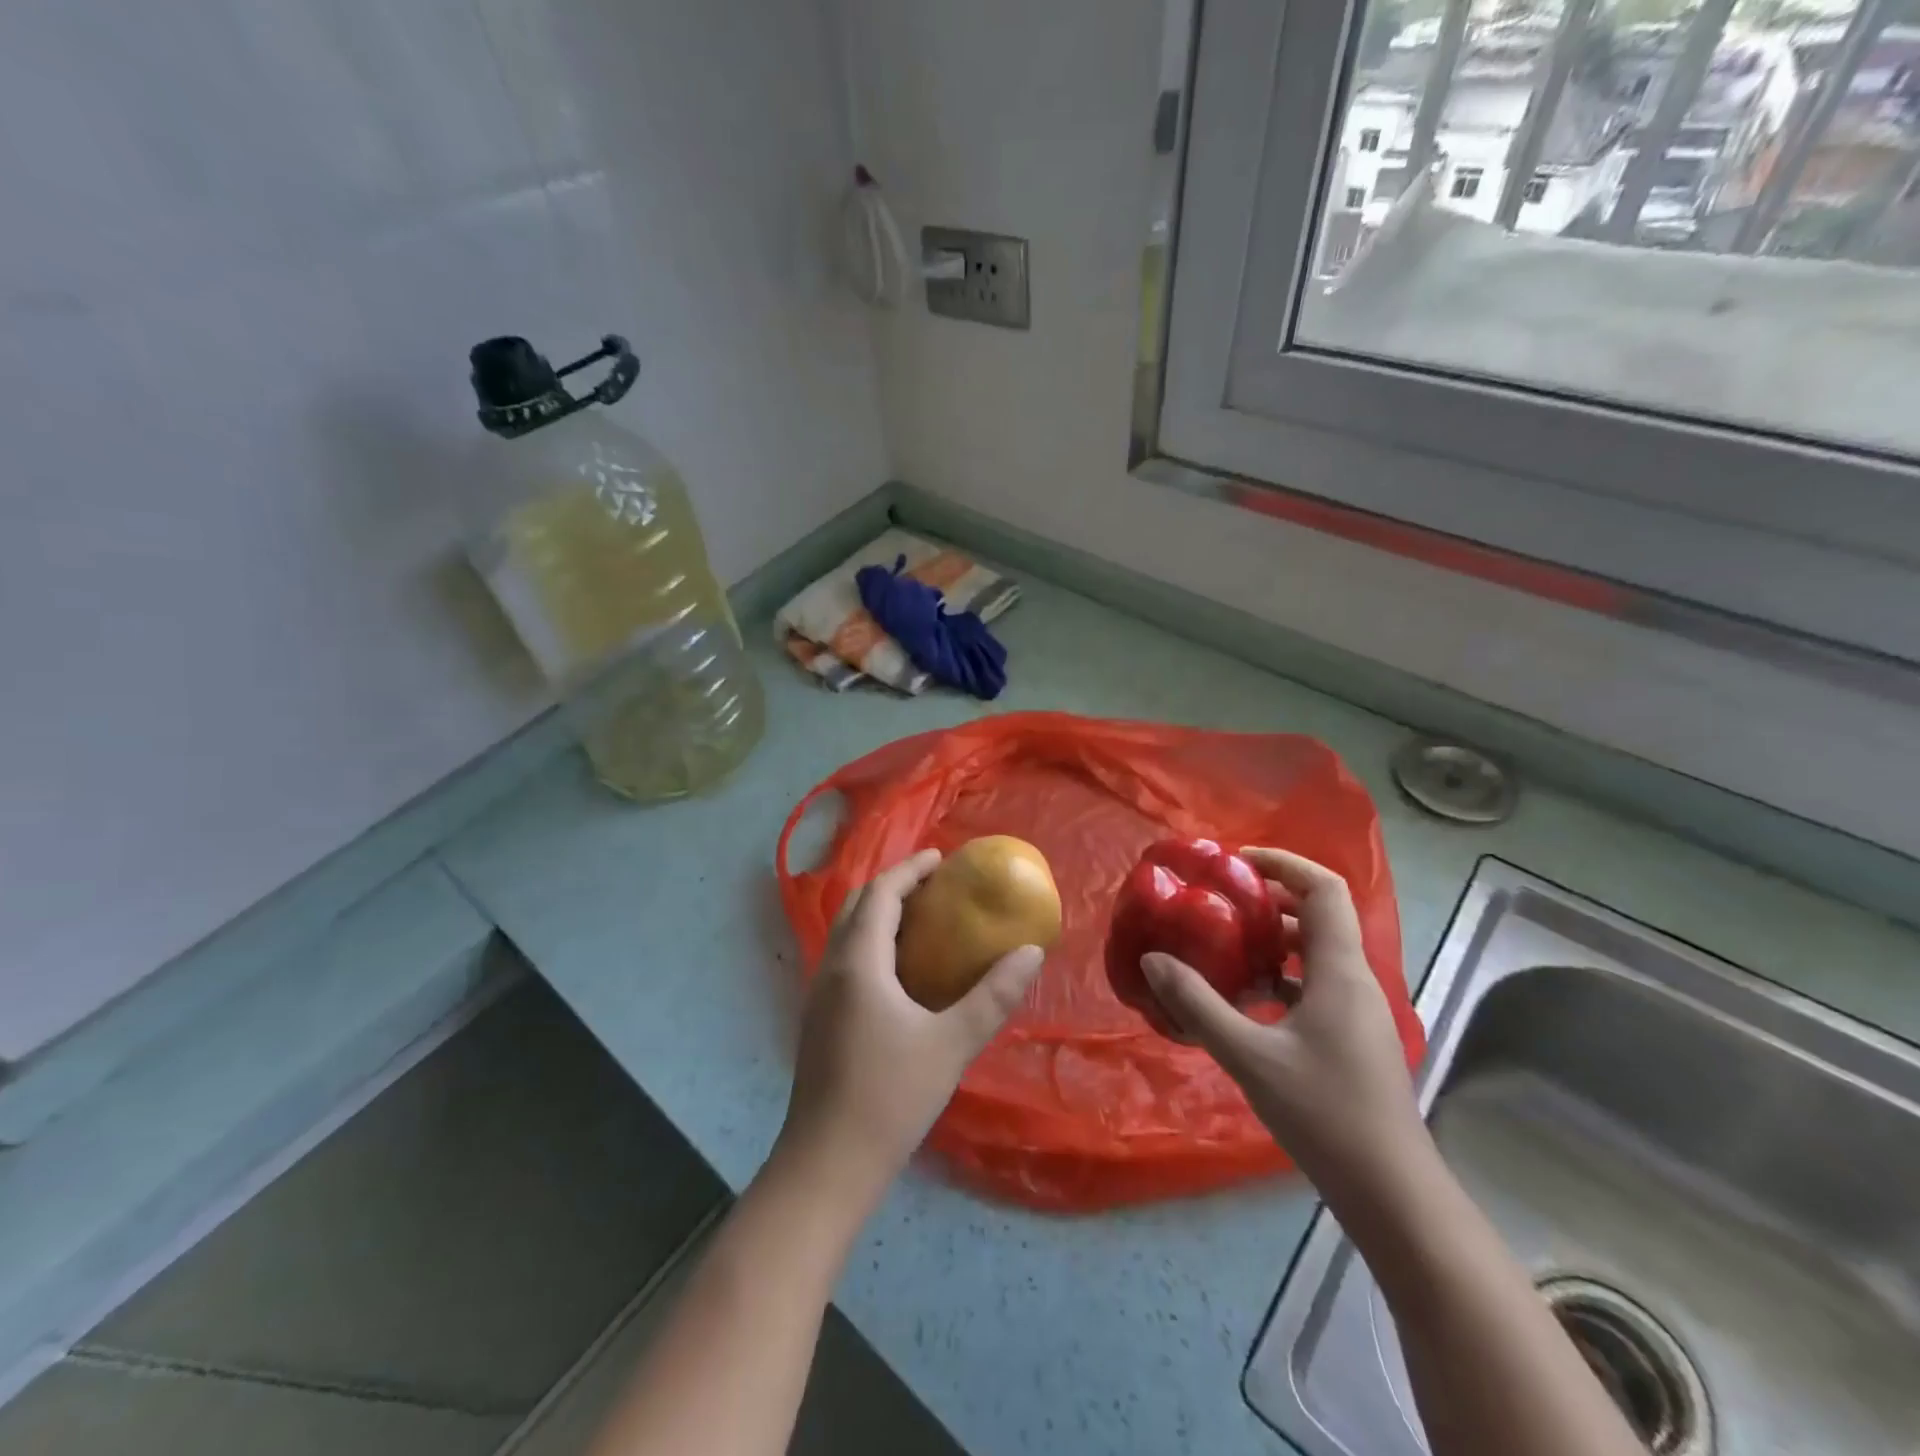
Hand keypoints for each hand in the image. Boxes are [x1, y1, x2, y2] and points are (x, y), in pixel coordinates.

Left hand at [778, 849, 1044, 1200]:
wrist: (827, 1163)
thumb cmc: (890, 1097)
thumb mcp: (952, 1044)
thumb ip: (993, 995)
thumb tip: (1031, 953)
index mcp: (858, 963)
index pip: (880, 894)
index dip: (910, 869)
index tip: (942, 858)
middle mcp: (831, 968)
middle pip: (857, 905)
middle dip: (893, 886)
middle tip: (935, 886)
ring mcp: (819, 995)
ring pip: (847, 933)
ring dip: (880, 914)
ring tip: (922, 920)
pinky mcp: (818, 1019)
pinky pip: (845, 958)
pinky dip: (871, 943)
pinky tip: (900, 971)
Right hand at [1140, 847, 1424, 1202]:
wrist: (1391, 1192)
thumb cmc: (1324, 1113)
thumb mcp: (1249, 1055)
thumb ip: (1197, 1004)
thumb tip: (1152, 960)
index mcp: (1339, 970)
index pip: (1324, 889)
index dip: (1284, 863)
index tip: (1236, 863)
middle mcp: (1354, 980)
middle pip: (1316, 916)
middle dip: (1267, 900)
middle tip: (1216, 901)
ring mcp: (1356, 1010)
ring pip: (1312, 953)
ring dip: (1269, 941)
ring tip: (1220, 945)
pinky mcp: (1350, 1037)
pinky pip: (1312, 985)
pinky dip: (1277, 977)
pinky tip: (1241, 999)